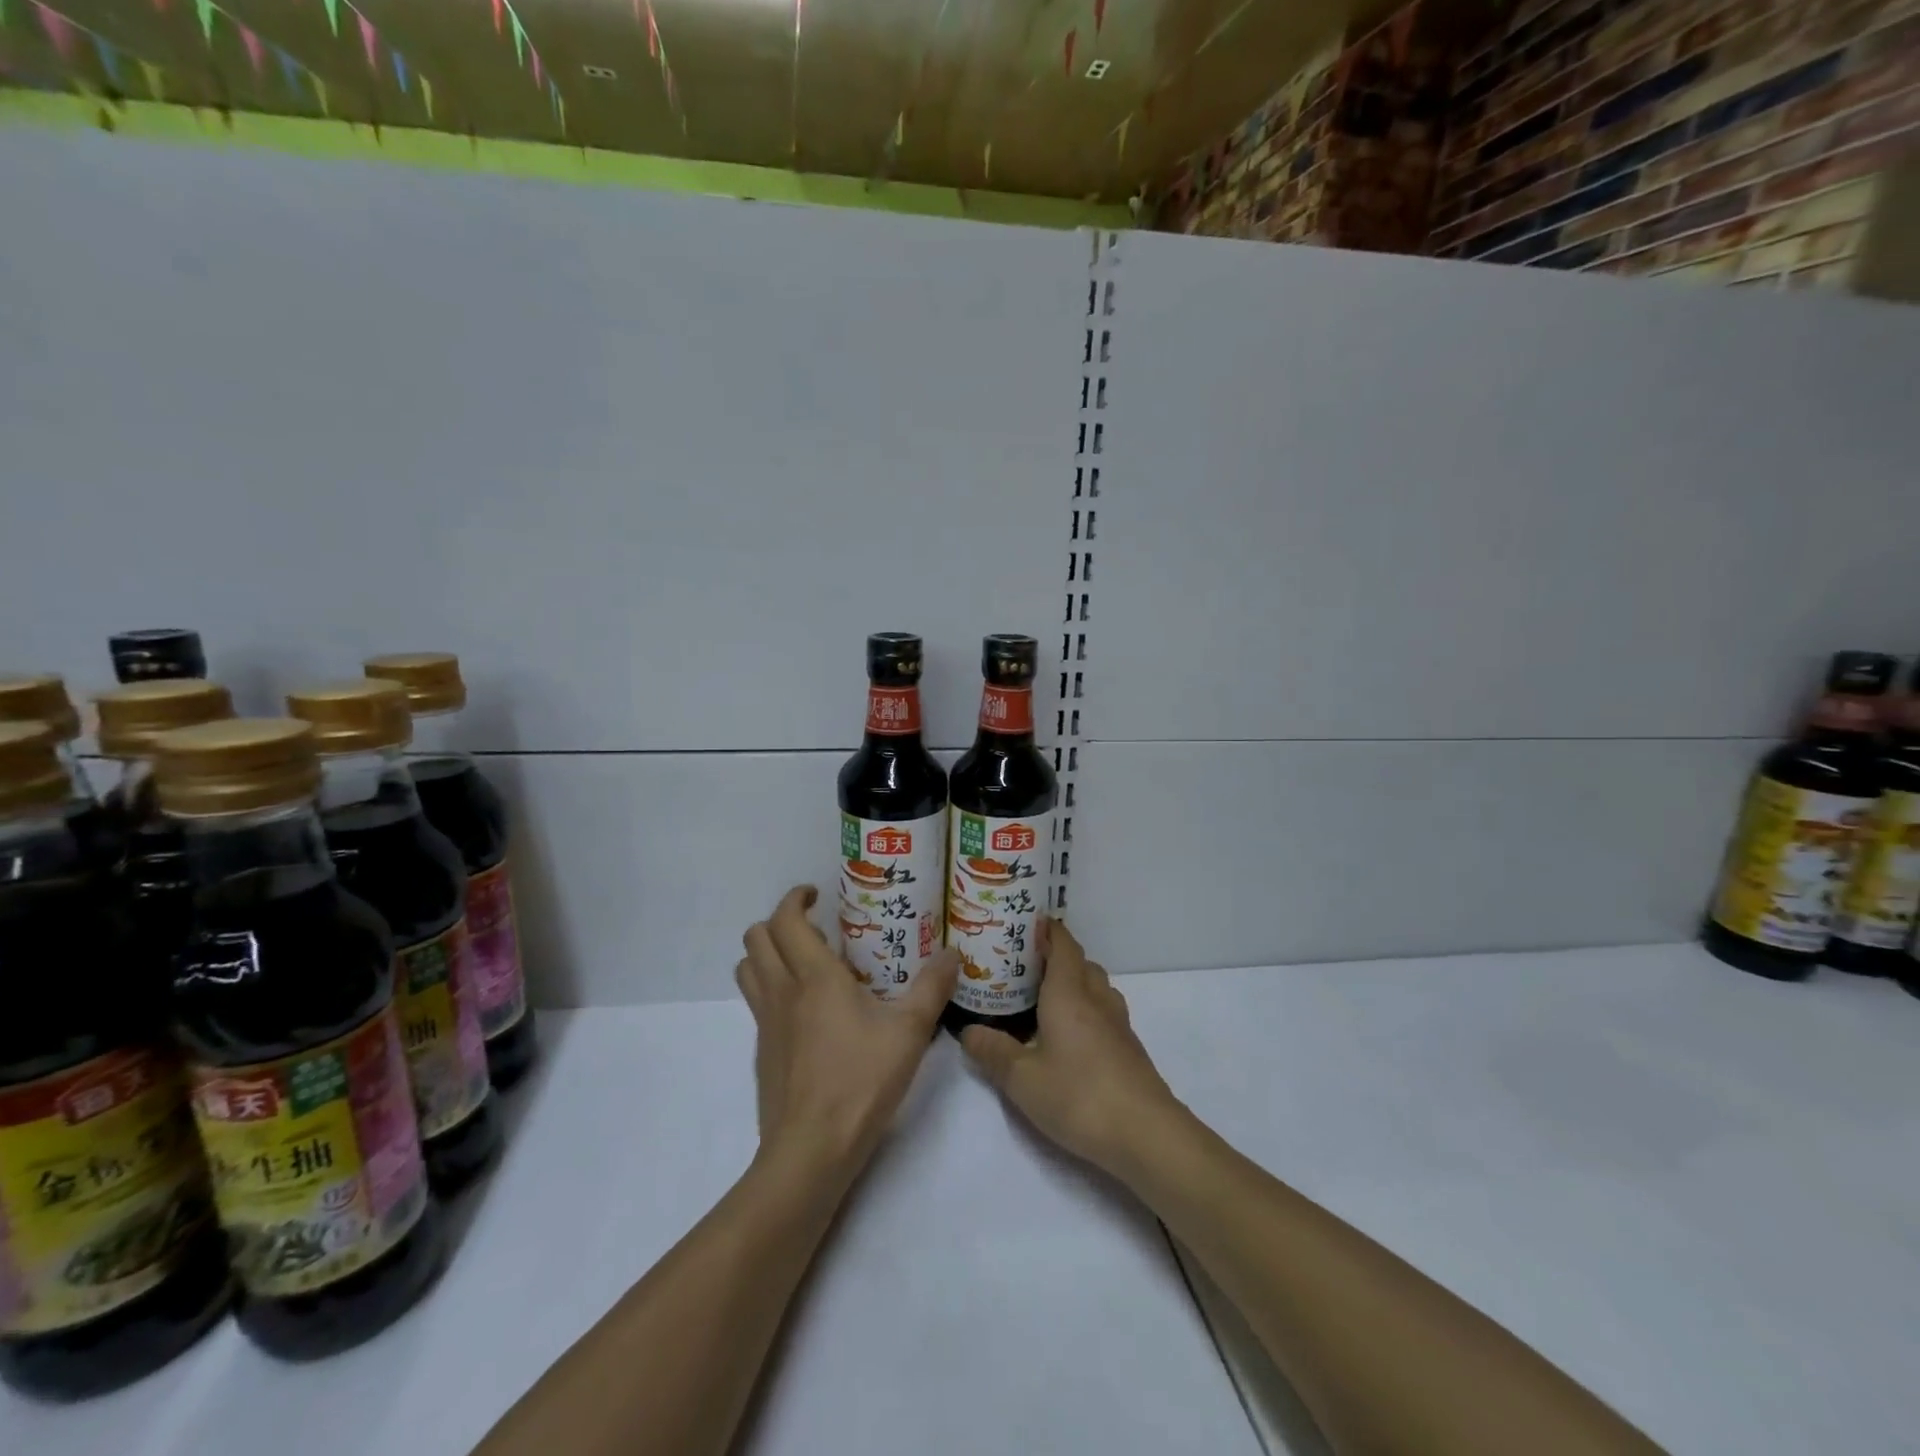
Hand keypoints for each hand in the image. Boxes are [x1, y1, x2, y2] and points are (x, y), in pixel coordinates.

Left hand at [737, 886, 958, 1179]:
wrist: (810, 1150)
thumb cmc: (861, 1082)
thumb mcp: (909, 1033)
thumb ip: (932, 988)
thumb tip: (953, 953)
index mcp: (814, 977)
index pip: (785, 920)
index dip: (795, 898)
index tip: (816, 894)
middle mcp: (781, 991)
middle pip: (756, 937)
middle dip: (779, 921)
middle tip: (816, 928)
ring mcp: (765, 1022)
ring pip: (748, 968)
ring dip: (768, 952)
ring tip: (805, 961)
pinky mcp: (762, 1050)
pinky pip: (755, 1001)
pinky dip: (771, 987)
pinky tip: (806, 1010)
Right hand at [959, 920, 1182, 1175]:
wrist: (1146, 1134)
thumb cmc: (1079, 1096)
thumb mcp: (1022, 1079)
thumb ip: (993, 1052)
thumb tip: (967, 1031)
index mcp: (1069, 993)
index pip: (1062, 944)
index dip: (1047, 929)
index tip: (1025, 922)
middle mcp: (1096, 999)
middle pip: (1080, 962)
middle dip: (1056, 957)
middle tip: (1024, 966)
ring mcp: (1118, 1023)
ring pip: (1096, 987)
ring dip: (1074, 982)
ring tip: (1045, 999)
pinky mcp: (1129, 1048)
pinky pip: (1104, 1012)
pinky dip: (1086, 1009)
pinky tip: (1070, 1036)